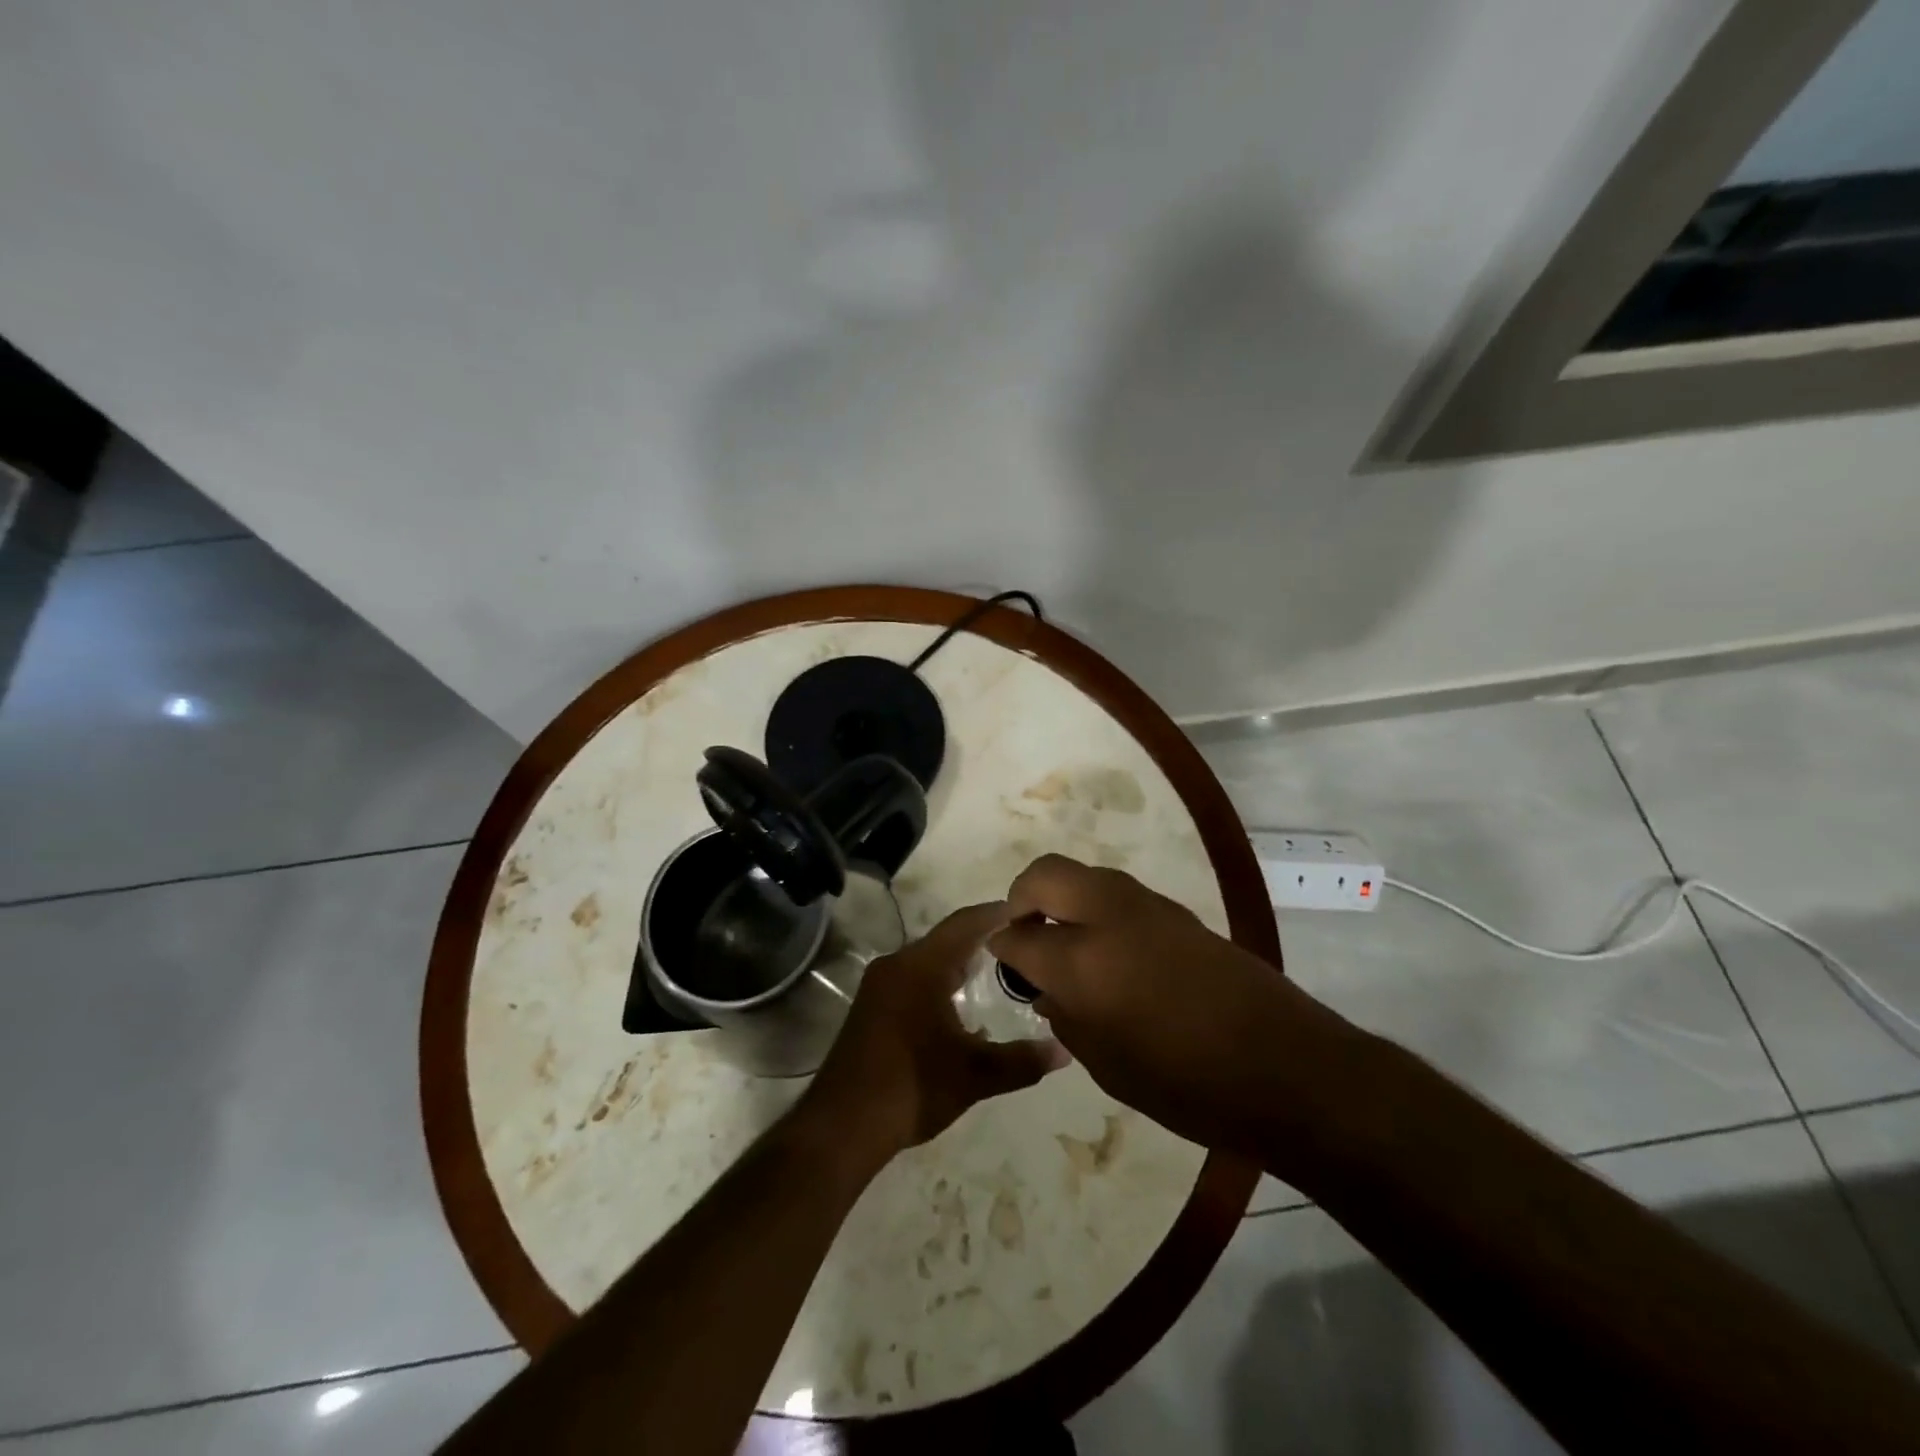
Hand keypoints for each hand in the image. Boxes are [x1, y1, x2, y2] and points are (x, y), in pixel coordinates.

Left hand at [805, 902, 1069, 1155]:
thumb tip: (1063, 1051)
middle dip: (982, 937)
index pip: (965, 924)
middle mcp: (897, 965)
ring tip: (996, 968)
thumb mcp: (974, 1076)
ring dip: (959, 961)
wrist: (842, 1125)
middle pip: (945, 939)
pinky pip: (913, 978)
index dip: (996, 913)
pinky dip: (939, 980)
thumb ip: (1021, 1061)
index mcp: (921, 967)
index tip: (1027, 910)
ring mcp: (880, 986)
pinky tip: (959, 1006)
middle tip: (1020, 941)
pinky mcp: (871, 1008)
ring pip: (927, 960)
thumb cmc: (912, 1088)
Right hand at [986, 855, 1362, 1155]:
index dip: (1002, 946)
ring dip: (1062, 897)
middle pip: (1045, 874)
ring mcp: (1148, 907)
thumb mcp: (1109, 1066)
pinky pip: (1118, 893)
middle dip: (1021, 895)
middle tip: (1023, 930)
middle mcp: (1110, 916)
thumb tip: (1045, 988)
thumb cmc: (1188, 1085)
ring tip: (1064, 940)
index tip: (1000, 957)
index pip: (1019, 936)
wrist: (1286, 1067)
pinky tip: (1109, 950)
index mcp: (1083, 961)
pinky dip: (1097, 908)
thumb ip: (1066, 1018)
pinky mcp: (1178, 912)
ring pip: (1084, 875)